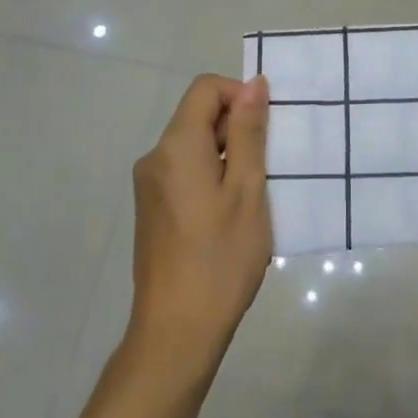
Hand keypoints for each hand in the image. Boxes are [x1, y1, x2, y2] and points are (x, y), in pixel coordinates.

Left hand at [127, 74, 272, 368]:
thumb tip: (254, 84)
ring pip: (194, 146)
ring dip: (228, 155)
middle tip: (268, 167)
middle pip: (198, 116)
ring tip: (254, 195)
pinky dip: (212, 176)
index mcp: (176, 146)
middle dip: (237, 128)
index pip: (206, 88)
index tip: (267, 129)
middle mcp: (155, 157)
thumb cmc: (220, 258)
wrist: (176, 332)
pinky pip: (185, 171)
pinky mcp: (152, 209)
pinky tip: (232, 214)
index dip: (239, 95)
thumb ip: (249, 132)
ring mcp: (149, 186)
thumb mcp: (247, 190)